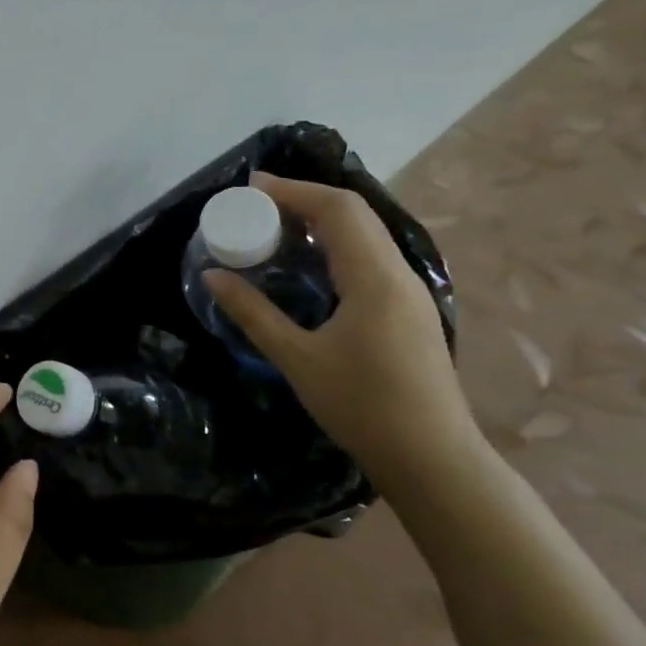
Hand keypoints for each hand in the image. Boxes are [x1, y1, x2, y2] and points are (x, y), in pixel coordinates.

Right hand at [204, 173, 479, 484]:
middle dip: (305, 199)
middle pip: (355, 214)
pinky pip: (371, 257)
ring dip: (322, 220)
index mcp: (374, 278)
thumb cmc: (362, 406)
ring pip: (366, 235)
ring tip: (276, 227)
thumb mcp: (297, 358)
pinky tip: (310, 264)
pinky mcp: (410, 310)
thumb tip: (212, 276)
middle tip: (257, 204)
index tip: (251, 187)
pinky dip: (336, 245)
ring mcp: (410, 292)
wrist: (432, 458)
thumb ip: (253, 313)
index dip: (293, 190)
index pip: (337, 210)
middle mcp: (399, 274)